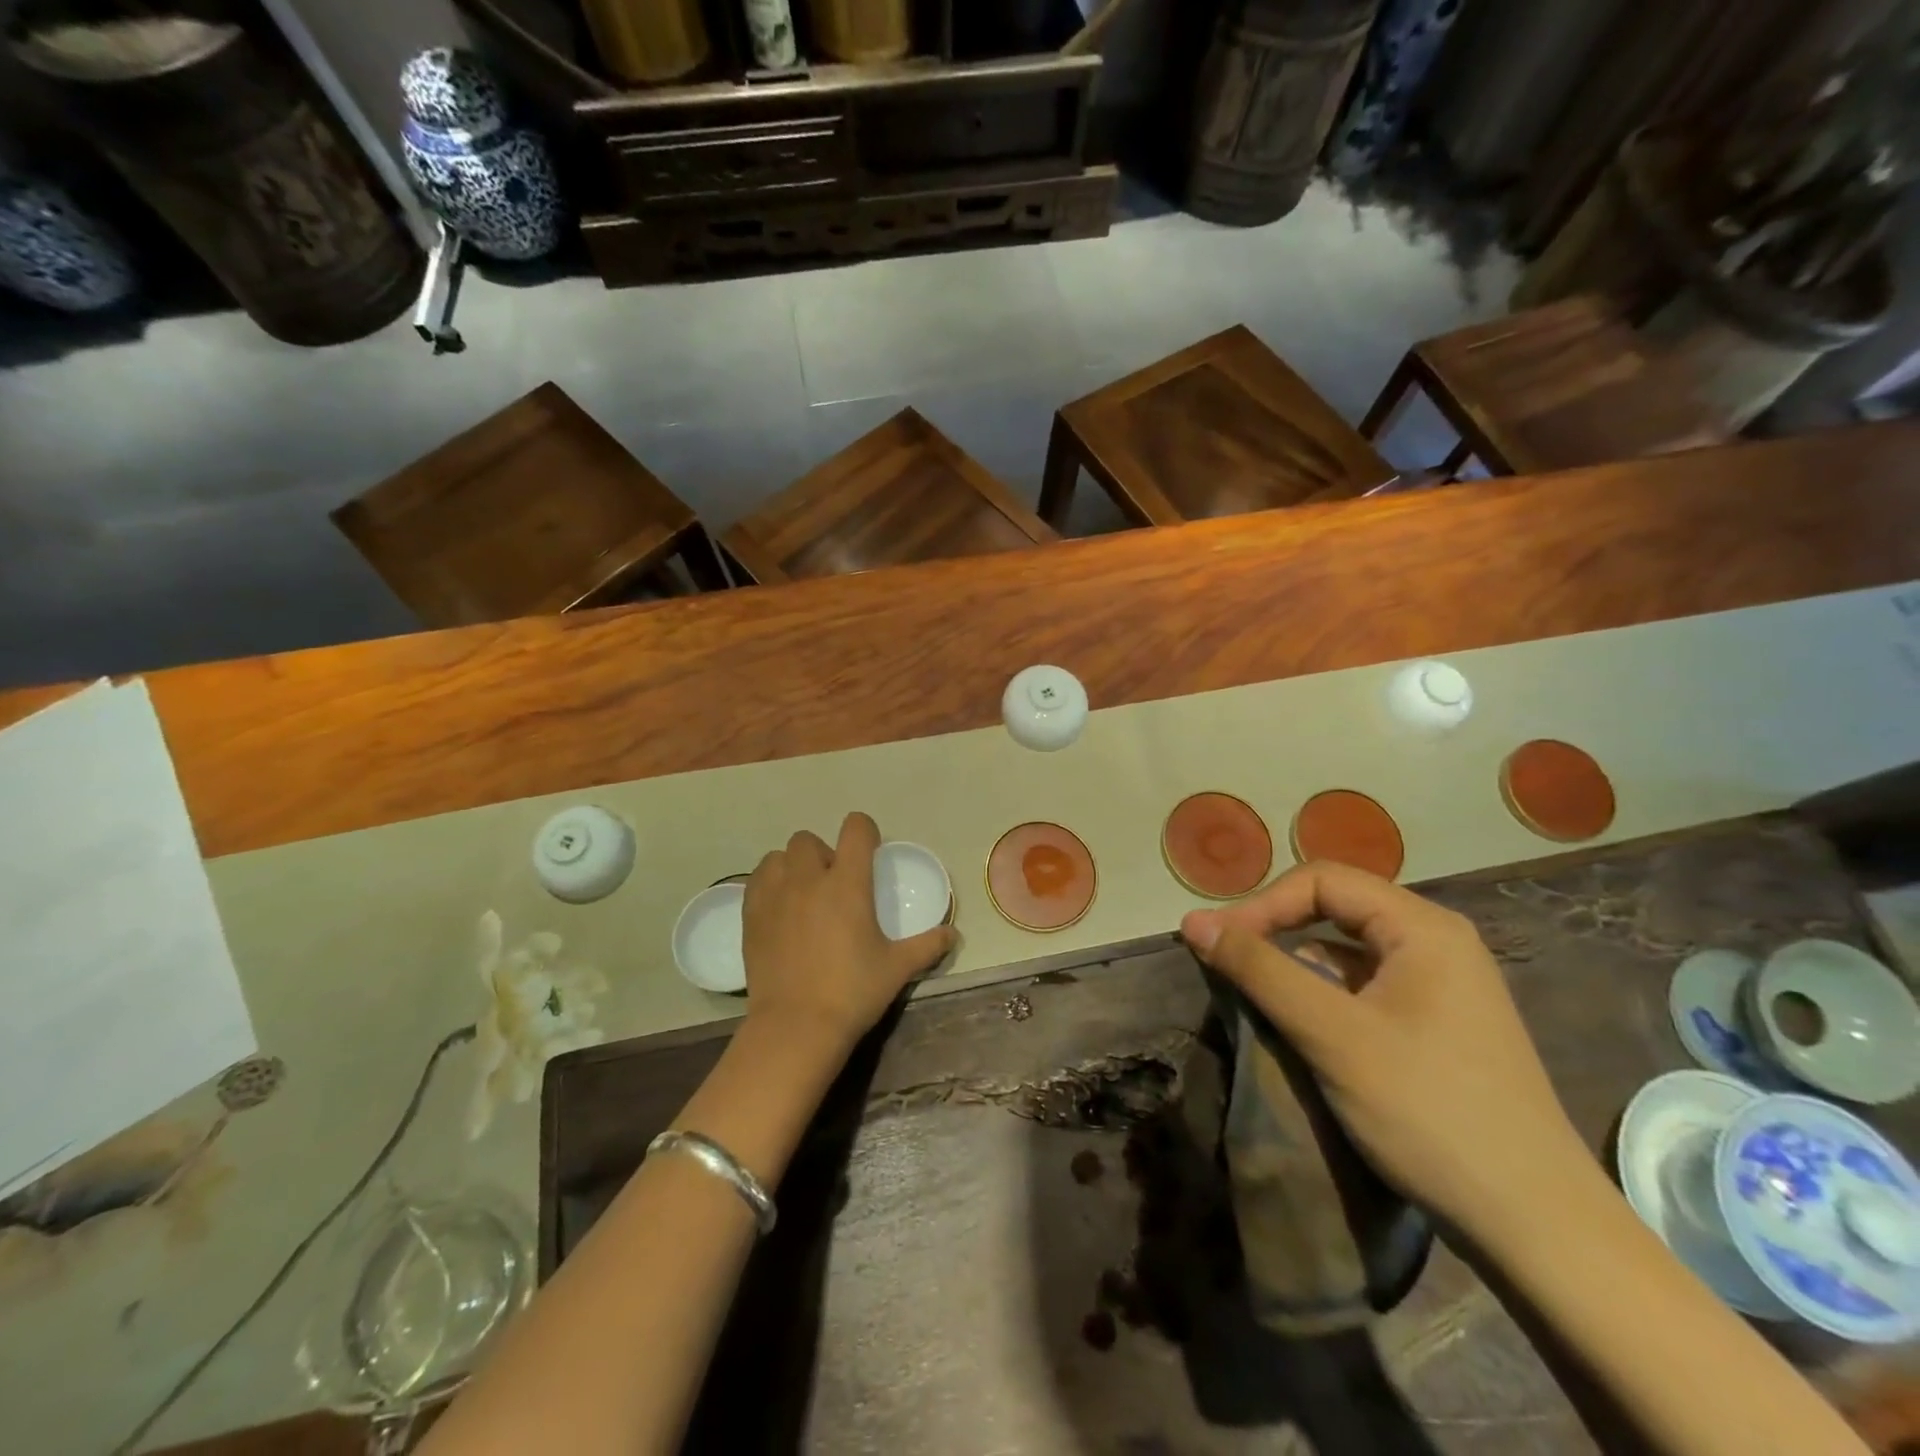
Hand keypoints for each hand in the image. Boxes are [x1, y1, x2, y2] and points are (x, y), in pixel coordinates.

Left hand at [742, 813, 955, 1054]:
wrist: (796, 1026)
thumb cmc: (852, 992)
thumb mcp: (897, 968)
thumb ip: (927, 946)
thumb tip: (953, 933)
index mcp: (847, 883)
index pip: (856, 829)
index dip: (864, 832)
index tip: (869, 851)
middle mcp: (808, 878)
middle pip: (809, 839)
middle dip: (823, 853)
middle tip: (834, 884)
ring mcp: (775, 895)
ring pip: (779, 856)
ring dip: (793, 866)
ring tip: (803, 894)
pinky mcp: (751, 915)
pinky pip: (757, 880)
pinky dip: (769, 884)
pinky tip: (781, 910)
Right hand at [1181, 861, 1589, 1241]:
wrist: (1536, 1227)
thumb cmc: (1428, 1111)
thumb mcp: (1331, 1034)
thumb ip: (1259, 969)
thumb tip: (1192, 920)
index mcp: (1422, 927)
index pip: (1321, 880)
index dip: (1261, 904)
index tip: (1217, 944)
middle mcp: (1437, 942)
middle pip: (1335, 908)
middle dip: (1276, 929)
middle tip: (1229, 961)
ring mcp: (1442, 986)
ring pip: (1347, 950)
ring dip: (1297, 965)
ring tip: (1258, 997)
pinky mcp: (1438, 1025)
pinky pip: (1365, 987)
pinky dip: (1324, 995)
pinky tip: (1305, 1028)